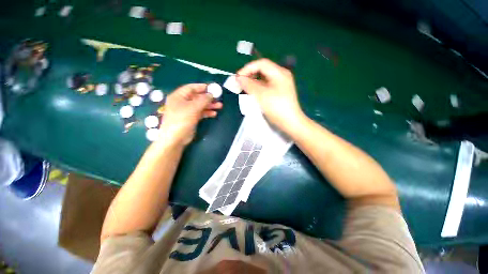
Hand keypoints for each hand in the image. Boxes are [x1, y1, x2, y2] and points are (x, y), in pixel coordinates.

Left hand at [159, 83, 222, 145]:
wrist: (175, 138)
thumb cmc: (182, 120)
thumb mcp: (193, 108)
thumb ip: (203, 100)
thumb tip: (211, 94)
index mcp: (178, 96)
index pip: (191, 88)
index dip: (202, 87)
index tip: (212, 88)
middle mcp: (182, 102)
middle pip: (197, 97)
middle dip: (208, 98)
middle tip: (218, 98)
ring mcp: (186, 111)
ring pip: (200, 105)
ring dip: (209, 106)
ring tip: (219, 106)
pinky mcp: (190, 118)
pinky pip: (200, 113)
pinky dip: (207, 112)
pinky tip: (214, 113)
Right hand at [236, 59, 303, 131]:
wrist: (290, 122)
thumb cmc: (276, 107)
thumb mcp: (261, 95)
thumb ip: (249, 85)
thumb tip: (238, 78)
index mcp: (279, 73)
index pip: (261, 64)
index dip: (247, 68)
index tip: (238, 78)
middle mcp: (281, 76)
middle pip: (262, 70)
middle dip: (250, 75)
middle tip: (240, 84)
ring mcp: (281, 84)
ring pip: (263, 79)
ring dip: (253, 83)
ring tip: (244, 89)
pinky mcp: (279, 92)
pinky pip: (266, 86)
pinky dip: (258, 88)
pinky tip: (252, 94)